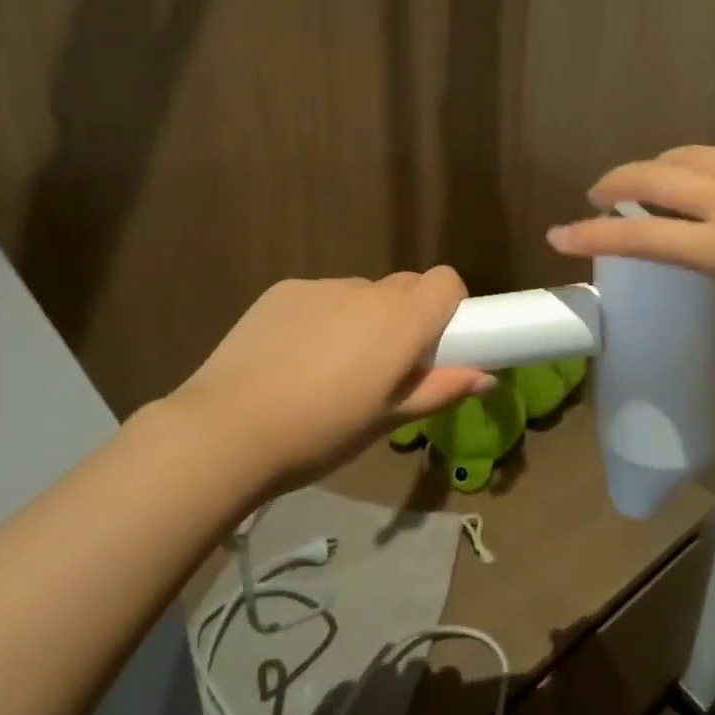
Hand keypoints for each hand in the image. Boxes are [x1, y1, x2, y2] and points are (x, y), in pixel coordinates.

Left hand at [162, 268, 494, 492]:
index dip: (448, 306)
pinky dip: (321, 318)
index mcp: (401, 320)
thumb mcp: (387, 420)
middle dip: (406, 316)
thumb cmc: (321, 433)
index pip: (446, 281)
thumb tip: (487, 376)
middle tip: (385, 364)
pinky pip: (320, 297)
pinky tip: (292, 358)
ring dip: (360, 319)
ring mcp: (321, 286)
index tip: (436, 342)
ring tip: (329, 368)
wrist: (228, 429)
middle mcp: (366, 290)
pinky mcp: (283, 290)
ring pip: (359, 294)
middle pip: (404, 286)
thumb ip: (440, 390)